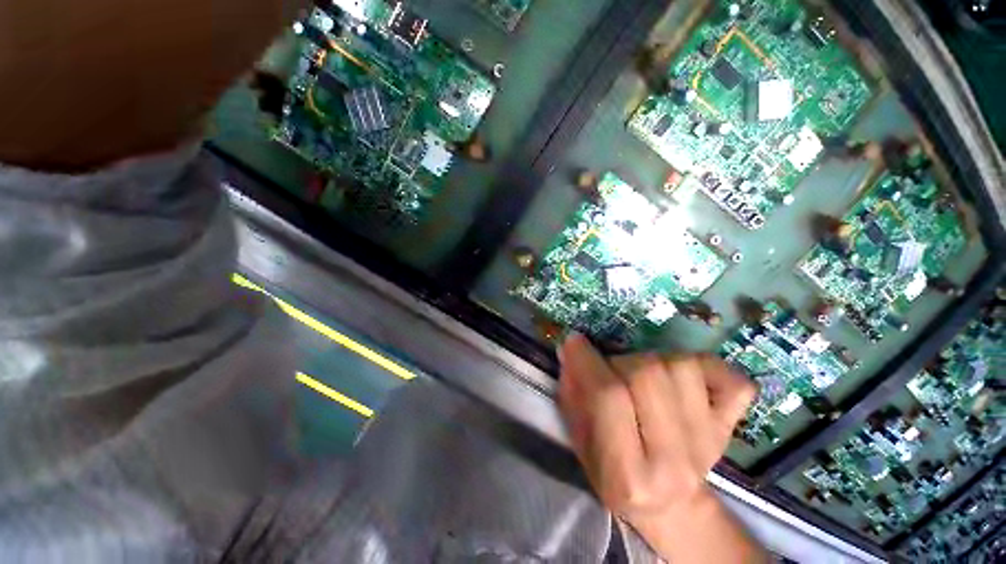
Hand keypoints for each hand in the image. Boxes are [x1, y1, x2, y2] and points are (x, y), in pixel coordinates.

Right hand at [558, 334, 765, 561]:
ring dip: (651, 360)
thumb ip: (573, 395)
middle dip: (618, 361)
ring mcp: (709, 443)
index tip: (574, 342)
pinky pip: (732, 381)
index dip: (587, 360)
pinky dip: (710, 366)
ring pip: (681, 367)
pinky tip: (687, 375)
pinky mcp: (730, 429)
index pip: (608, 397)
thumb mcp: (580, 442)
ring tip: (639, 374)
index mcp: (627, 473)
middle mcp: (674, 461)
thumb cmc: (613, 475)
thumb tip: (570, 351)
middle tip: (608, 366)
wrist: (670, 506)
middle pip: (647, 375)